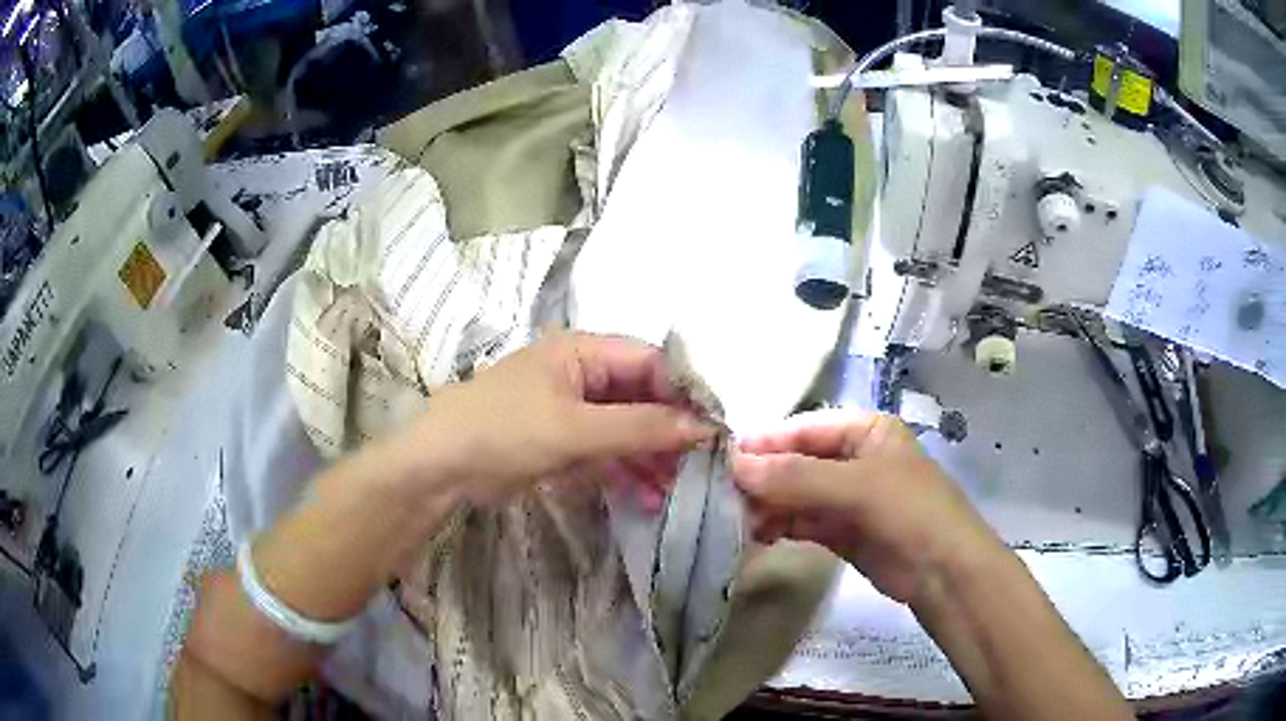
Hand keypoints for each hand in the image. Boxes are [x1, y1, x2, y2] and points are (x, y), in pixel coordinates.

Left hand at [404, 332, 715, 504]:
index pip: (651, 362)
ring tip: (676, 490)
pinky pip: (607, 450)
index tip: (714, 429)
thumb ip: (642, 427)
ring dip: (651, 457)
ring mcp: (572, 410)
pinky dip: (627, 470)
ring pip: (627, 428)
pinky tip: (648, 496)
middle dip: (670, 432)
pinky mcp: (563, 441)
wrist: (441, 468)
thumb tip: (704, 427)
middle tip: (700, 467)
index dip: (684, 393)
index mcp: (583, 352)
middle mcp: (582, 375)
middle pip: (642, 397)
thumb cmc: (505, 430)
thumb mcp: (576, 429)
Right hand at [732, 408, 1002, 604]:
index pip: (803, 429)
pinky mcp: (840, 530)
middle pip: (795, 462)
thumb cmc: (910, 511)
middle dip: (761, 477)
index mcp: (864, 430)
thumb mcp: (856, 486)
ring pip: (794, 493)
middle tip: (718, 494)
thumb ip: (796, 476)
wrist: (943, 573)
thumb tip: (734, 465)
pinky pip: (800, 520)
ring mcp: (846, 496)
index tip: (720, 459)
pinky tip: (754, 533)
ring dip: (765, 504)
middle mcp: (853, 458)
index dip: (764, 443)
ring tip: (731, 517)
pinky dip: (778, 525)